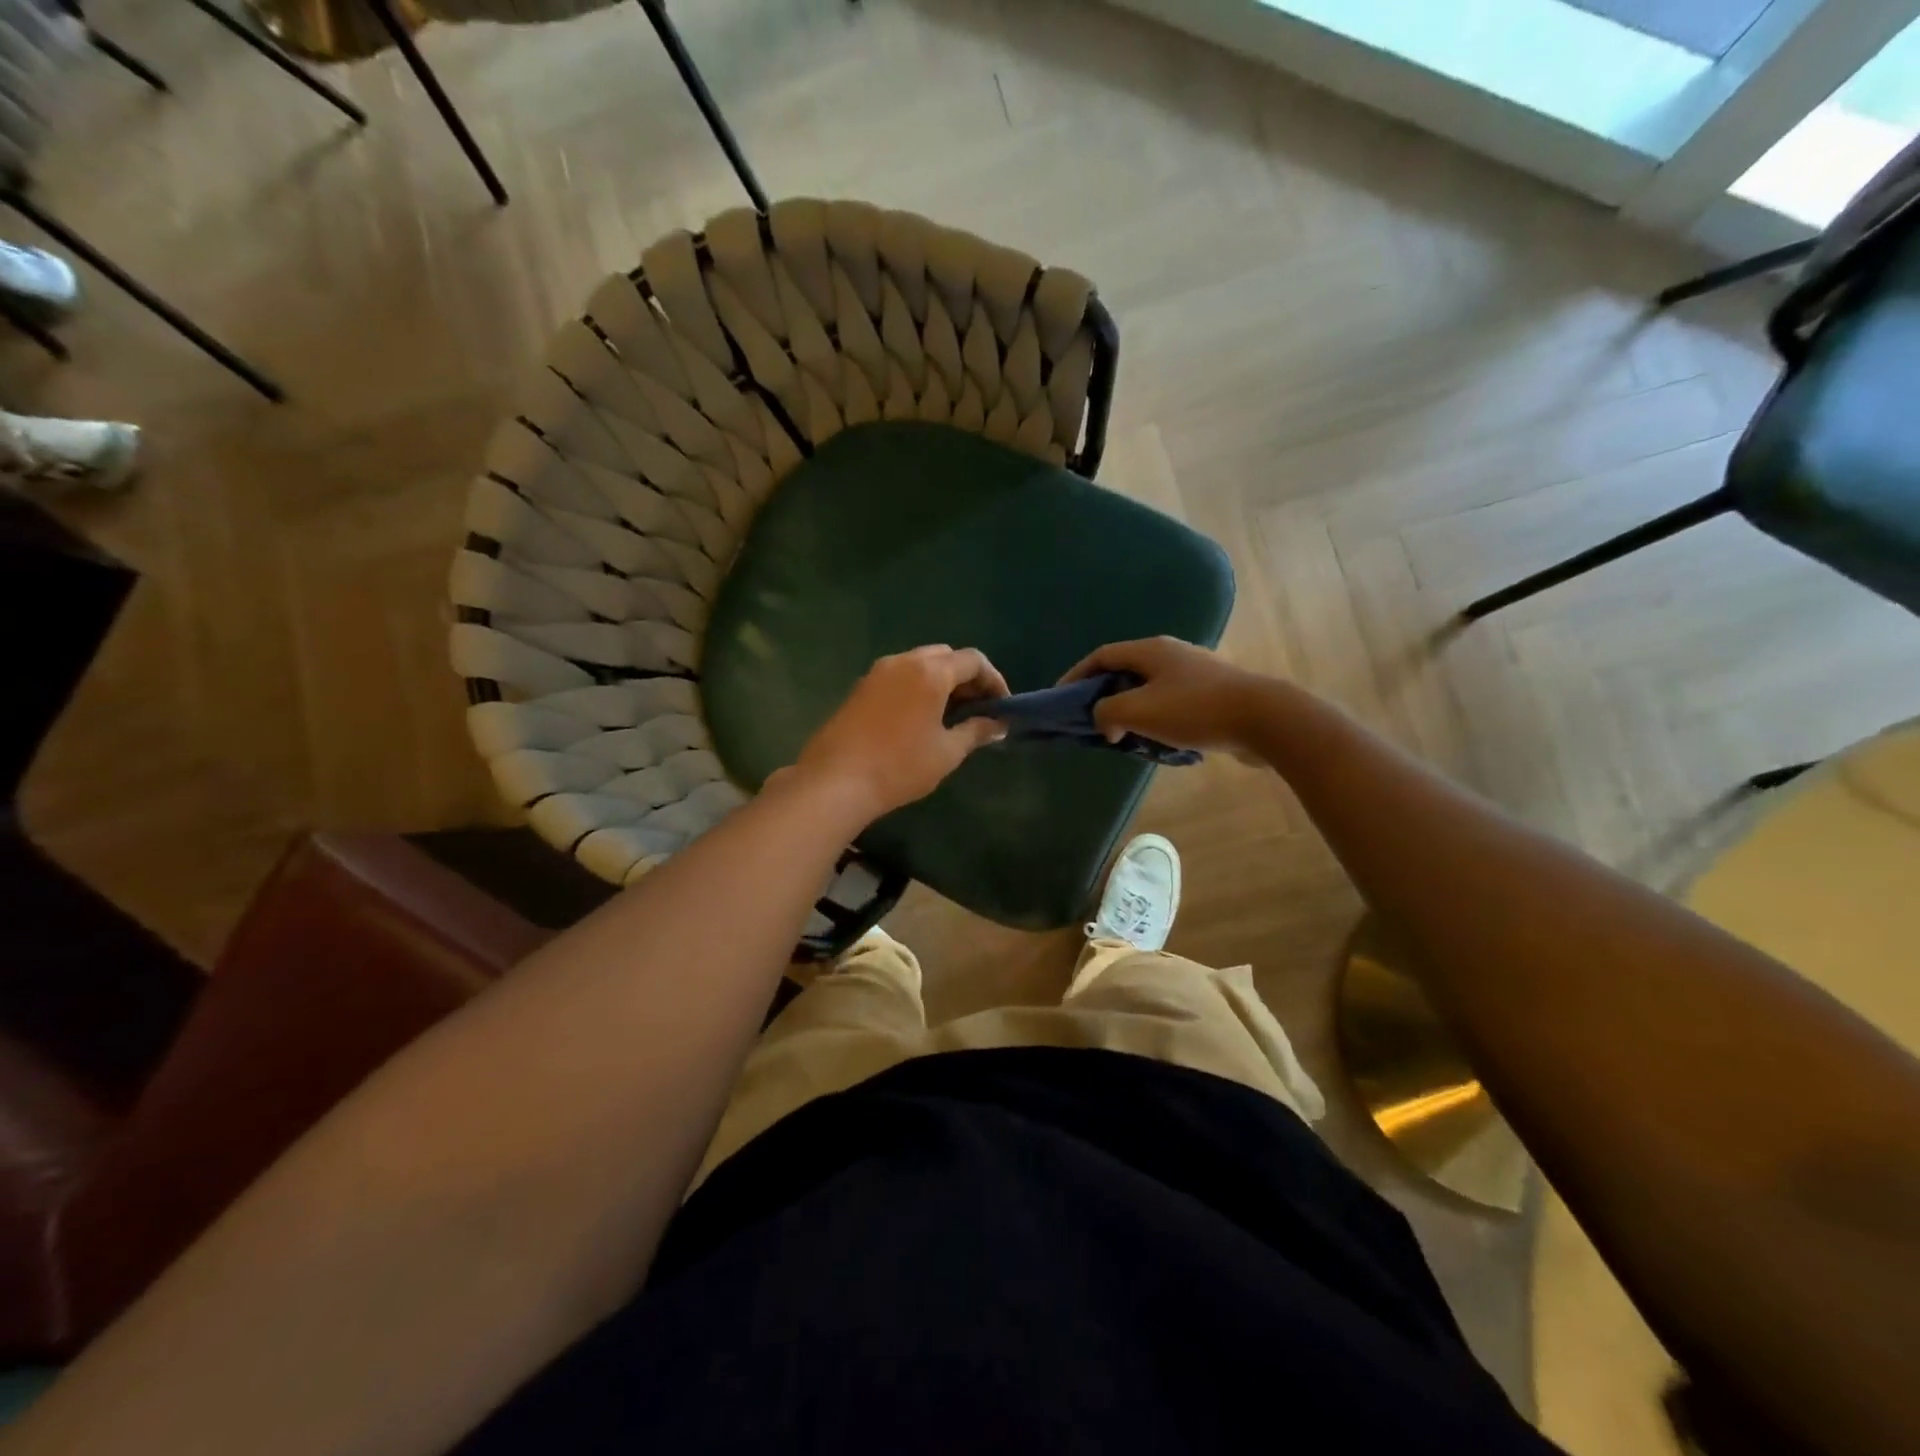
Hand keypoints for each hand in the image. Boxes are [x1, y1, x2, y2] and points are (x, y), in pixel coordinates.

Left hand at [795, 645, 1009, 822]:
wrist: (836, 780)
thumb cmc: (900, 766)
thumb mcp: (947, 752)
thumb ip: (976, 732)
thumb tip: (999, 725)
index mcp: (930, 672)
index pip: (973, 660)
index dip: (994, 680)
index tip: (1002, 706)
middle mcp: (904, 661)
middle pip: (946, 656)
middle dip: (967, 678)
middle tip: (978, 708)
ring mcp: (877, 672)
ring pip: (920, 664)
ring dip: (941, 681)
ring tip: (951, 715)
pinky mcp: (860, 687)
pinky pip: (899, 676)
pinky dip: (917, 687)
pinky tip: (920, 718)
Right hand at [1059, 637, 1274, 757]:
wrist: (1263, 718)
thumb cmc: (1194, 710)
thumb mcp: (1138, 711)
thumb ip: (1107, 713)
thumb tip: (1105, 722)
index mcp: (1150, 650)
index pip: (1101, 656)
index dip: (1076, 675)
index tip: (1061, 699)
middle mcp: (1171, 654)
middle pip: (1125, 671)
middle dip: (1104, 697)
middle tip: (1093, 722)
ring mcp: (1195, 672)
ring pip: (1149, 689)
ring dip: (1131, 712)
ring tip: (1123, 737)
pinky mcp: (1212, 693)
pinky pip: (1171, 704)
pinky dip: (1155, 720)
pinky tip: (1159, 743)